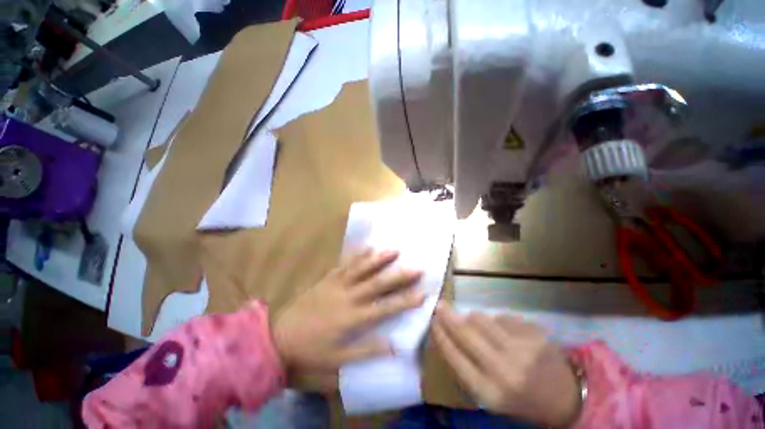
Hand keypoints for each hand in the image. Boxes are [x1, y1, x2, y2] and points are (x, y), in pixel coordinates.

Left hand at [272, 249, 423, 373]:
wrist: (279, 336)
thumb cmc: (310, 350)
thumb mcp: (338, 359)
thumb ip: (367, 352)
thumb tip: (394, 348)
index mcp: (352, 318)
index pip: (385, 309)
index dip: (404, 301)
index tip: (422, 293)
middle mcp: (349, 297)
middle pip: (377, 284)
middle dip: (399, 276)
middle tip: (416, 267)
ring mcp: (338, 284)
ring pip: (362, 269)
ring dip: (379, 259)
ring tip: (394, 250)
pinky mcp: (328, 278)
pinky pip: (345, 264)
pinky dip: (357, 255)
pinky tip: (367, 247)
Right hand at [431, 303, 580, 426]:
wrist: (567, 397)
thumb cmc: (522, 400)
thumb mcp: (491, 397)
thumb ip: (467, 368)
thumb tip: (448, 335)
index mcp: (491, 392)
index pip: (455, 356)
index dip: (441, 335)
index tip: (432, 321)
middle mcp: (505, 369)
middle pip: (466, 332)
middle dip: (448, 317)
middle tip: (439, 306)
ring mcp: (522, 348)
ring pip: (482, 319)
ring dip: (472, 318)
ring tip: (474, 323)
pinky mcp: (534, 333)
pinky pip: (502, 316)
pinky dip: (496, 320)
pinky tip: (502, 331)